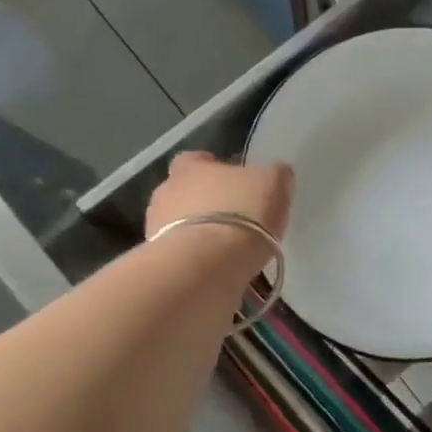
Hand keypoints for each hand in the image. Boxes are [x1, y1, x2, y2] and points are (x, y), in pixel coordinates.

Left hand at [145, 151, 294, 280]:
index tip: (233, 183)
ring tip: (225, 252)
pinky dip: (196, 261)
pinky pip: (181, 256)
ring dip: (197, 234)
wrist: (207, 265)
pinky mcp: (160, 262)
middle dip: (204, 204)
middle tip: (232, 220)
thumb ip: (274, 175)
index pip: (196, 160)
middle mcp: (165, 193)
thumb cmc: (241, 214)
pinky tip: (216, 271)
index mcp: (188, 167)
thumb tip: (276, 174)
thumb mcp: (273, 184)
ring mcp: (156, 229)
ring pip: (179, 226)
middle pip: (184, 193)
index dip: (214, 169)